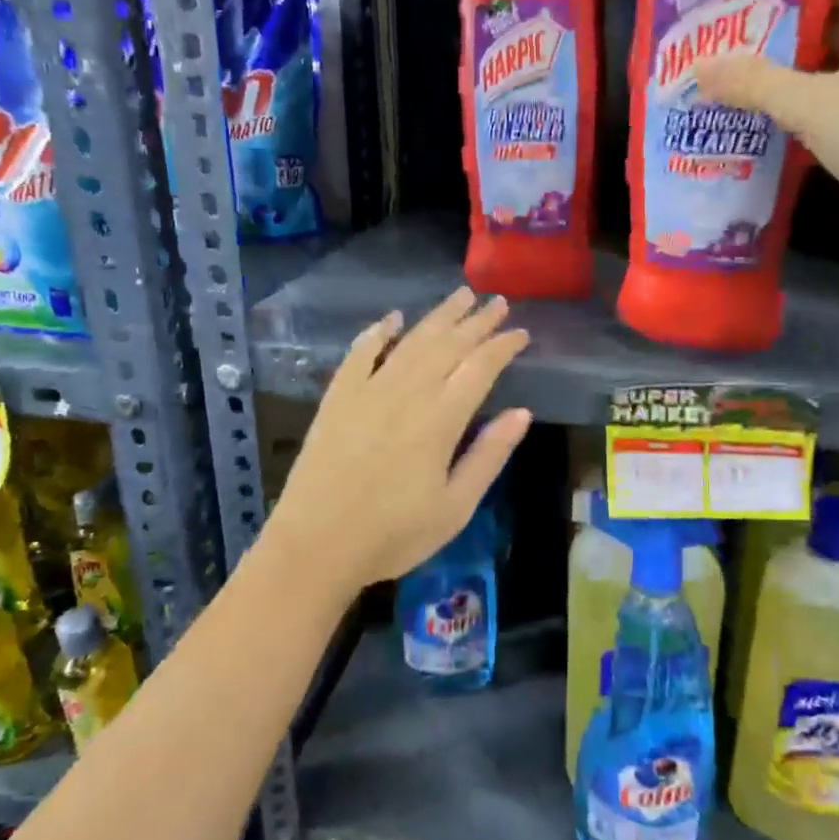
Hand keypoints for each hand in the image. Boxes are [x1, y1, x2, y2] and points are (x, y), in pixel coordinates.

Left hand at [262, 287, 531, 600]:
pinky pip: (361, 353)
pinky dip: (378, 332)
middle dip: (477, 321)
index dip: (503, 346)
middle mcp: (408, 392)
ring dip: (438, 316)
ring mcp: (369, 390)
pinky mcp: (338, 397)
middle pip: (448, 344)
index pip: (481, 367)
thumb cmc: (394, 534)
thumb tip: (522, 412)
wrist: (316, 544)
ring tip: (460, 295)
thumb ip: (489, 455)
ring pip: (411, 341)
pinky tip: (392, 319)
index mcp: (441, 418)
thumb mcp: (456, 507)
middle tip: (497, 302)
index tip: (521, 332)